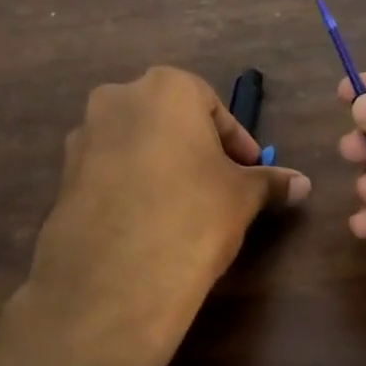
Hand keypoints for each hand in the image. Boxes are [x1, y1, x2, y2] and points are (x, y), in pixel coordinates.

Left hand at [17, 66, 308, 365]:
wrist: (115, 278)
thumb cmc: (193, 215)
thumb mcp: (242, 196)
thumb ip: (270, 181)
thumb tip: (302, 183)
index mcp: (165, 87)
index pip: (212, 106)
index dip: (236, 142)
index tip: (250, 172)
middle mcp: (117, 99)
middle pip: (168, 120)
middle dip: (195, 149)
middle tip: (218, 186)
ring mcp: (83, 137)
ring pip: (135, 145)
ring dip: (160, 166)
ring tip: (182, 208)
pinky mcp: (62, 177)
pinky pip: (109, 173)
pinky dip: (130, 187)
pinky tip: (147, 224)